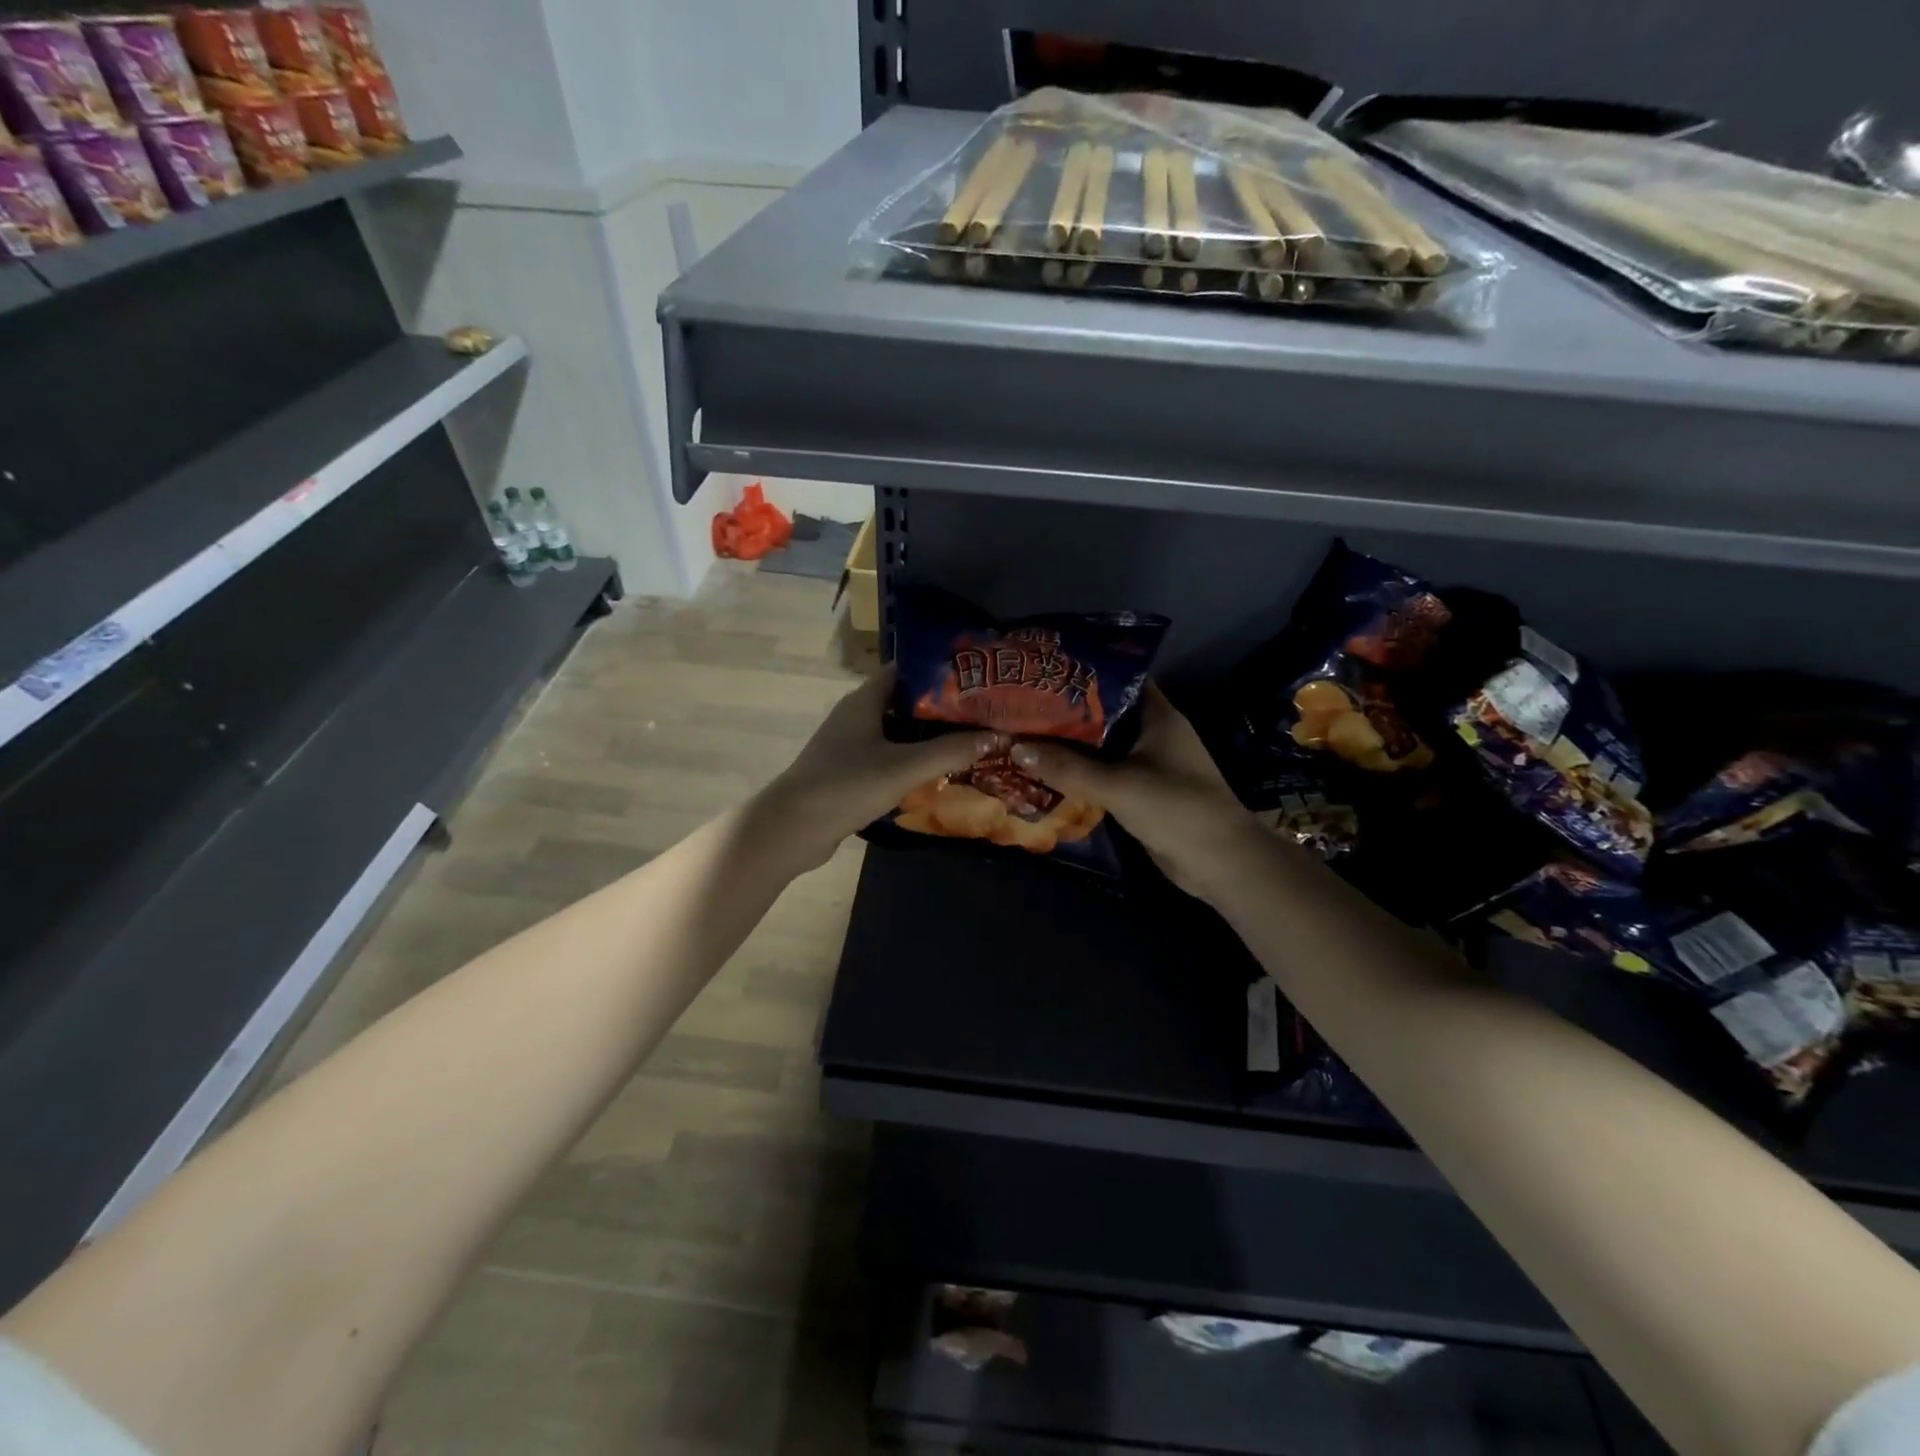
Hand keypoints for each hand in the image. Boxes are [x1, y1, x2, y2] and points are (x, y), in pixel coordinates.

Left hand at [757, 671, 1001, 869]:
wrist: (792, 828)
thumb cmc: (847, 785)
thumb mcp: (904, 767)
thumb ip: (949, 751)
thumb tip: (996, 735)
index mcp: (865, 700)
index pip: (907, 670)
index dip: (940, 671)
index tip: (976, 678)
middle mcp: (857, 715)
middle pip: (906, 702)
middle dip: (942, 708)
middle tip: (983, 713)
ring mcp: (850, 744)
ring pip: (898, 732)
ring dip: (929, 737)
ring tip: (970, 740)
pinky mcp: (849, 771)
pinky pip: (888, 756)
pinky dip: (912, 760)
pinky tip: (938, 772)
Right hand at [1010, 683, 1261, 897]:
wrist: (1220, 862)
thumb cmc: (1176, 808)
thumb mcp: (1117, 784)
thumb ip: (1067, 767)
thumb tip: (1015, 748)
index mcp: (1157, 715)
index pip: (1118, 679)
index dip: (1082, 673)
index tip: (1043, 671)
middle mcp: (1153, 734)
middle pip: (1103, 715)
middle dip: (1065, 713)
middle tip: (1021, 707)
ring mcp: (1149, 765)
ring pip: (1101, 748)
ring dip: (1069, 747)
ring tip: (1023, 736)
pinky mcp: (1143, 793)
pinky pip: (1104, 776)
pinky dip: (1080, 774)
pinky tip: (1045, 773)